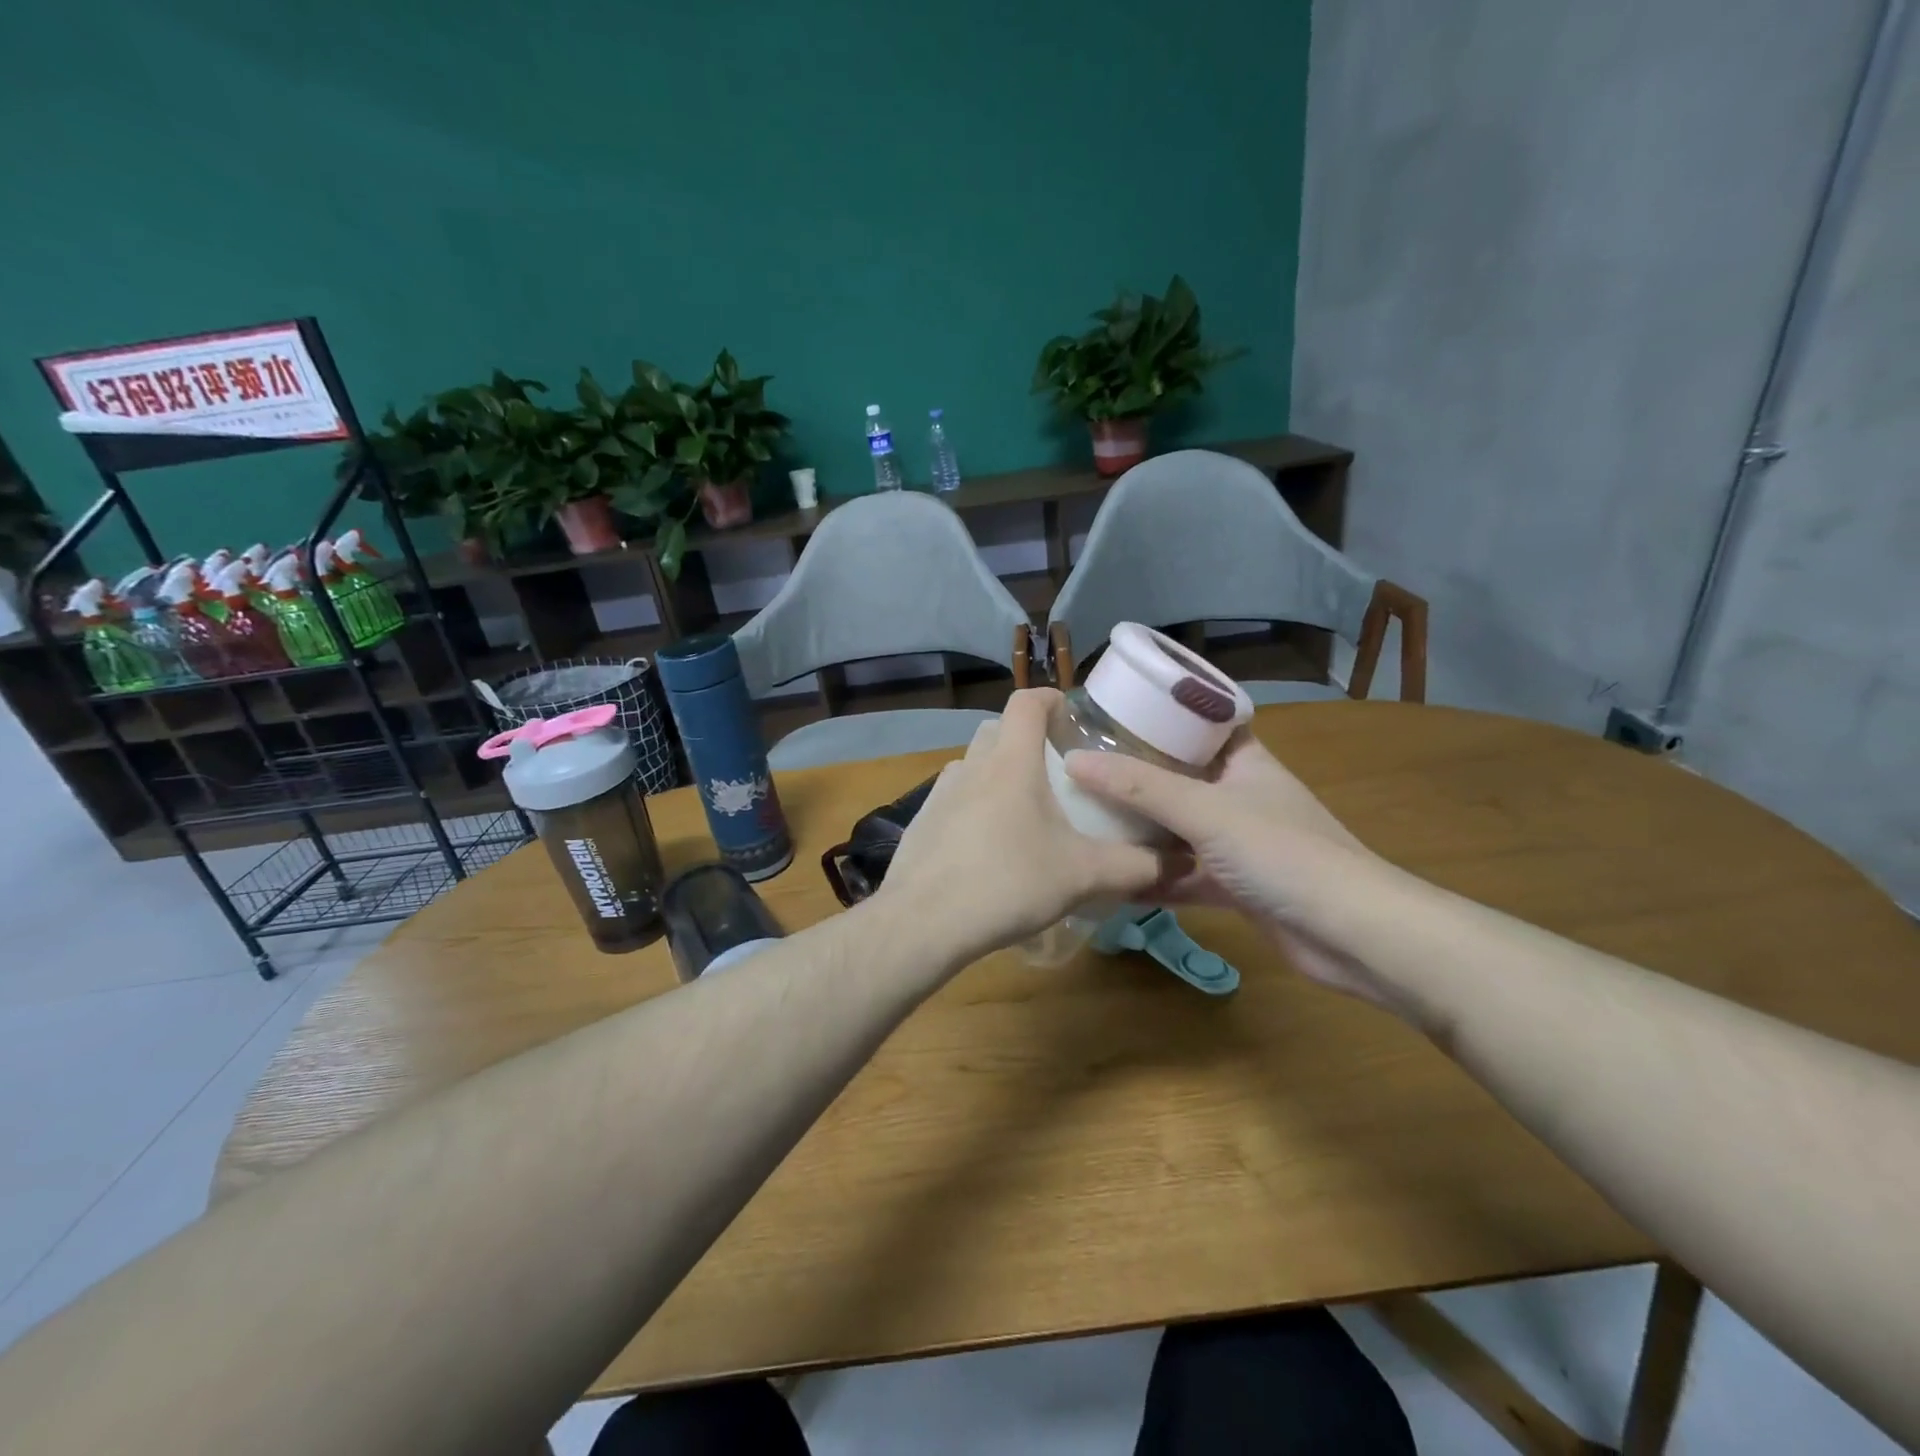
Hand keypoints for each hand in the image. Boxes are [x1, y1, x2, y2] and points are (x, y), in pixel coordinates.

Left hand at [878, 689, 1168, 963]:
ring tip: (1024, 812)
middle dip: (1027, 740)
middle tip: (1056, 773)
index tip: (1072, 720)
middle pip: (998, 730)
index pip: (1027, 701)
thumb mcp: (1082, 875)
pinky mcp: (921, 822)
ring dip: (998, 774)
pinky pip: (954, 799)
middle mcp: (972, 766)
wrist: (924, 922)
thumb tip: (1180, 862)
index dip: (1051, 700)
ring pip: (974, 765)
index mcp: (1011, 762)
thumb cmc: (1008, 883)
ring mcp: (940, 793)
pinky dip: (974, 806)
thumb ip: (1135, 866)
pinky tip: (988, 847)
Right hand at [1064, 729, 1401, 1002]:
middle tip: (1081, 766)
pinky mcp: (1233, 886)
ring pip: (1178, 829)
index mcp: (1244, 761)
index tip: (1111, 712)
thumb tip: (1074, 761)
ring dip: (1139, 829)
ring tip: (1083, 816)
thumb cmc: (1282, 852)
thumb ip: (1138, 787)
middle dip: (1135, 774)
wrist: (1350, 933)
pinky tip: (1110, 878)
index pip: (1201, 722)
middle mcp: (1240, 795)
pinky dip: (1152, 877)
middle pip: (1180, 776)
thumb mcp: (1204, 810)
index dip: (1160, 713)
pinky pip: (1182, 874)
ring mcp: (1237, 843)